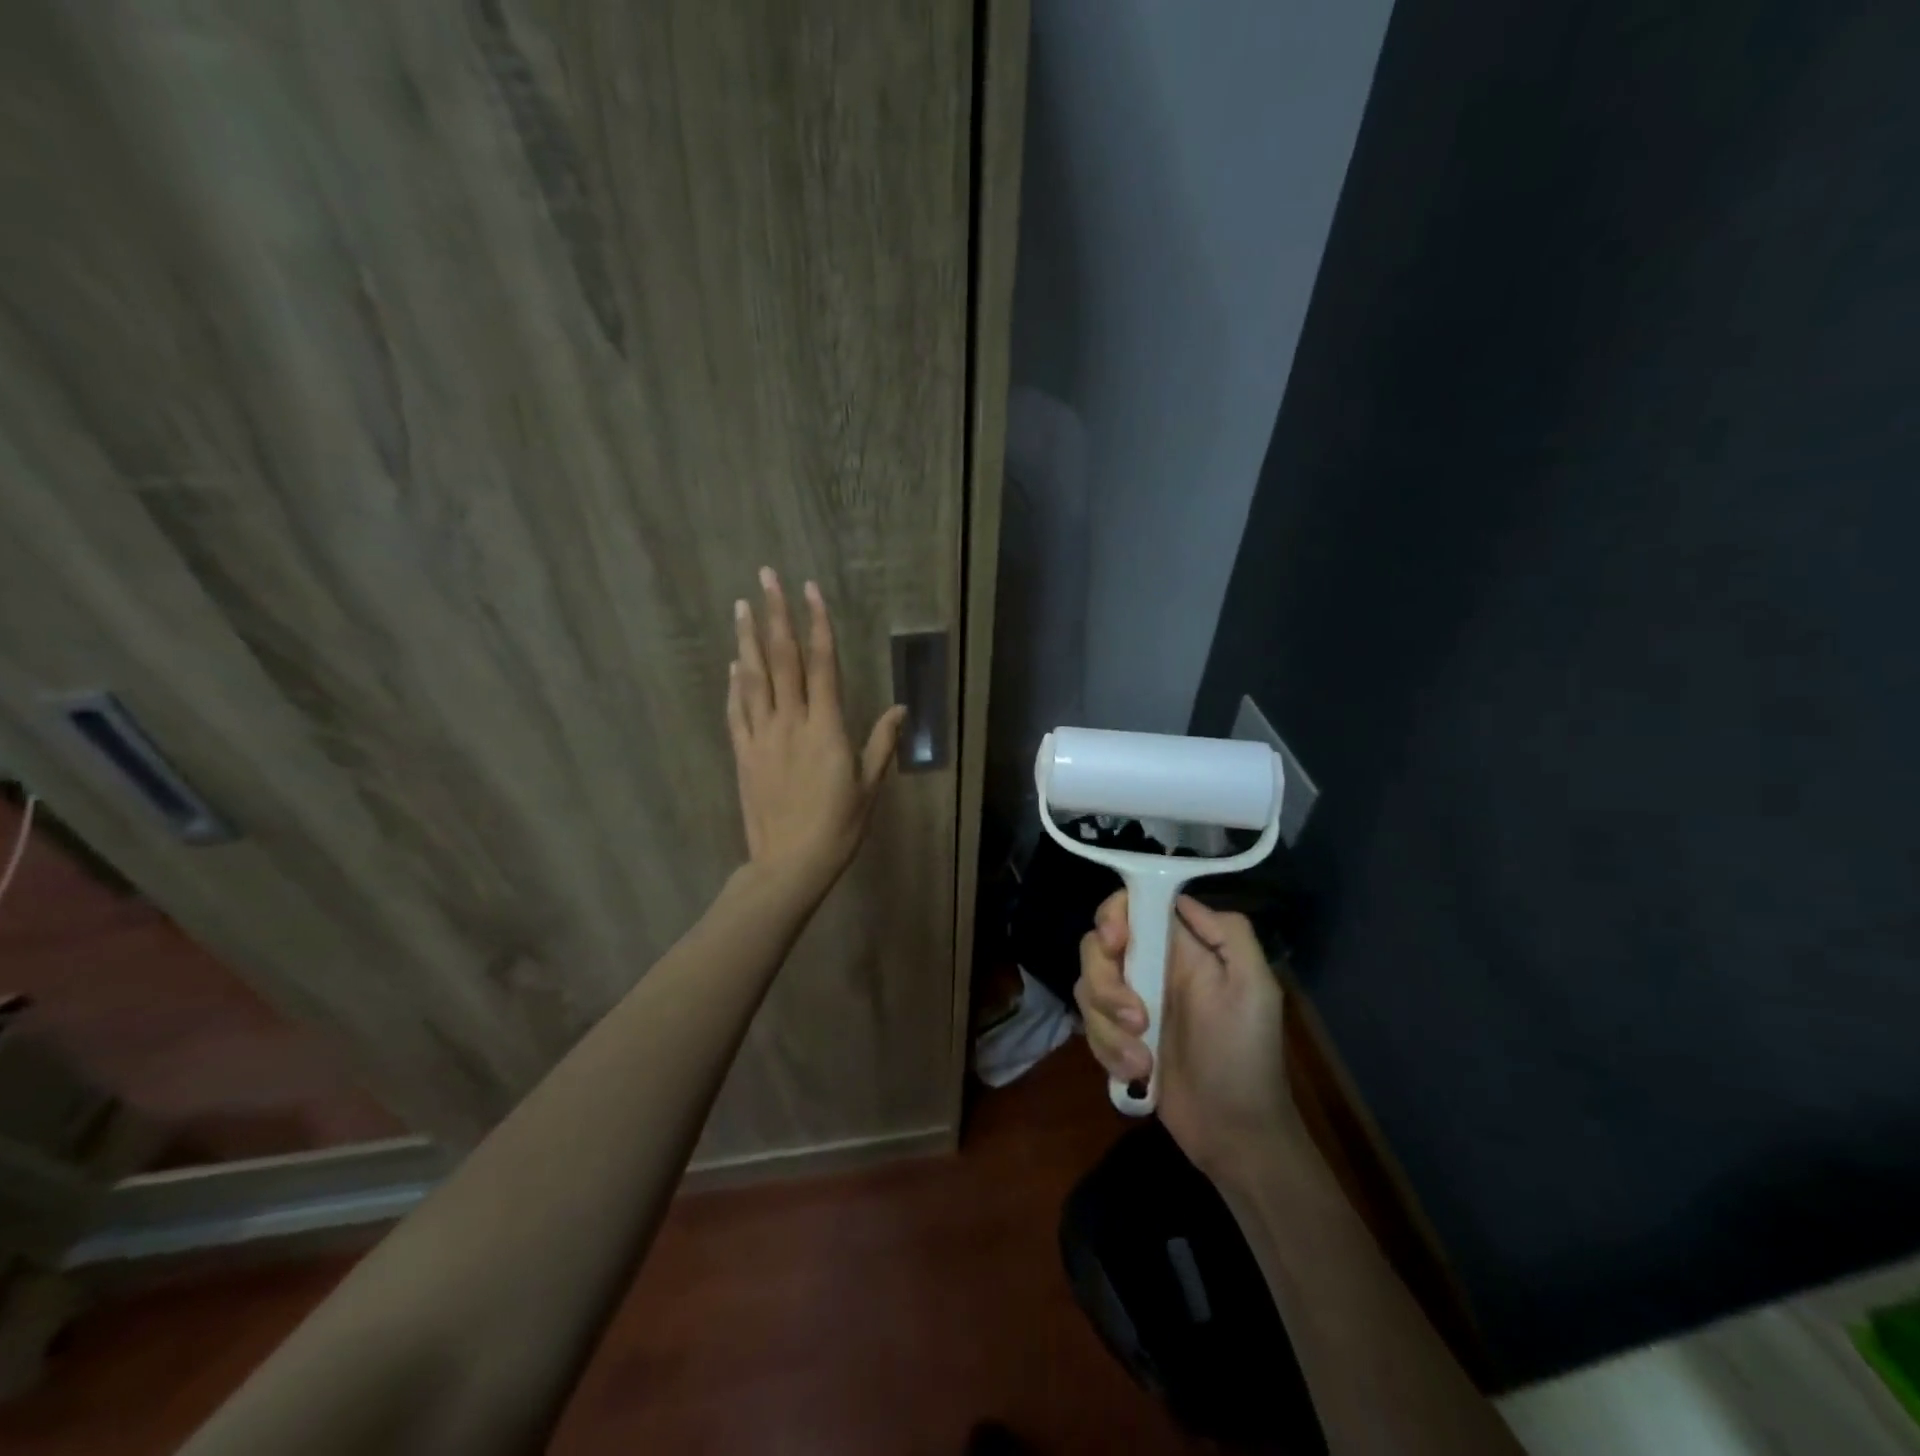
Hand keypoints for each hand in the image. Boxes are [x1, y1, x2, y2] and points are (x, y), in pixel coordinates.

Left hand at [727, 568, 906, 897]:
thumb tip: (900, 709)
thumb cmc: (839, 827)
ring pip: (752, 678)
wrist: (790, 864)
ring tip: (742, 606)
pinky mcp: (743, 754)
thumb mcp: (869, 786)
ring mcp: (761, 736)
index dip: (817, 623)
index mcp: (826, 727)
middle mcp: (790, 722)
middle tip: (766, 576)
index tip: (810, 590)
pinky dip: (735, 684)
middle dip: (775, 614)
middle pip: (782, 659)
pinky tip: (733, 664)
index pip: (822, 663)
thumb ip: (882, 743)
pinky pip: (736, 711)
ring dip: (747, 639)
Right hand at [1075, 891, 1303, 1184]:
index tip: (1116, 943)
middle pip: (1096, 946)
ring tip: (1143, 1060)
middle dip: (1105, 982)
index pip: (1132, 906)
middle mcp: (1149, 966)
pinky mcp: (1115, 1037)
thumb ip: (1228, 933)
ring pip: (1087, 987)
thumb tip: (1181, 899)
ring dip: (1108, 1026)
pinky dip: (1106, 1050)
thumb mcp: (1255, 987)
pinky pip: (1088, 1026)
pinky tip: (1137, 1073)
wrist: (1234, 1131)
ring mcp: (1128, 1002)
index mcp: (1181, 947)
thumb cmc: (1247, 1056)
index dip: (1113, 915)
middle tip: (1137, 1018)